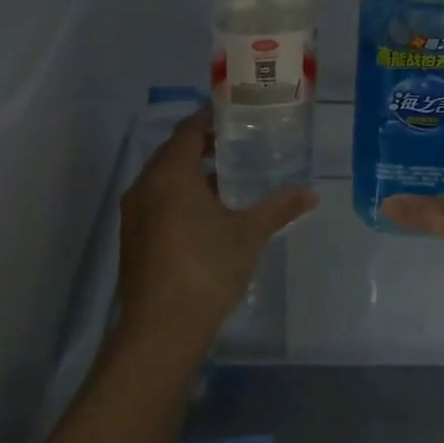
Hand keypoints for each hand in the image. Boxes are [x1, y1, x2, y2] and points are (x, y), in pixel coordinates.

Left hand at [117, 108, 317, 355]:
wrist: (161, 330)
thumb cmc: (206, 269)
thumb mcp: (249, 234)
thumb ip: (279, 208)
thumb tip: (311, 193)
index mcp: (170, 175)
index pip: (189, 130)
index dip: (210, 117)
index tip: (235, 112)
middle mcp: (144, 186)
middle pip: (173, 152)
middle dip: (203, 145)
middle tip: (237, 142)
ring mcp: (134, 215)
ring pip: (164, 179)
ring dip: (192, 173)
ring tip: (228, 178)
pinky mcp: (132, 238)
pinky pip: (157, 201)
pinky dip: (180, 196)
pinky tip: (207, 214)